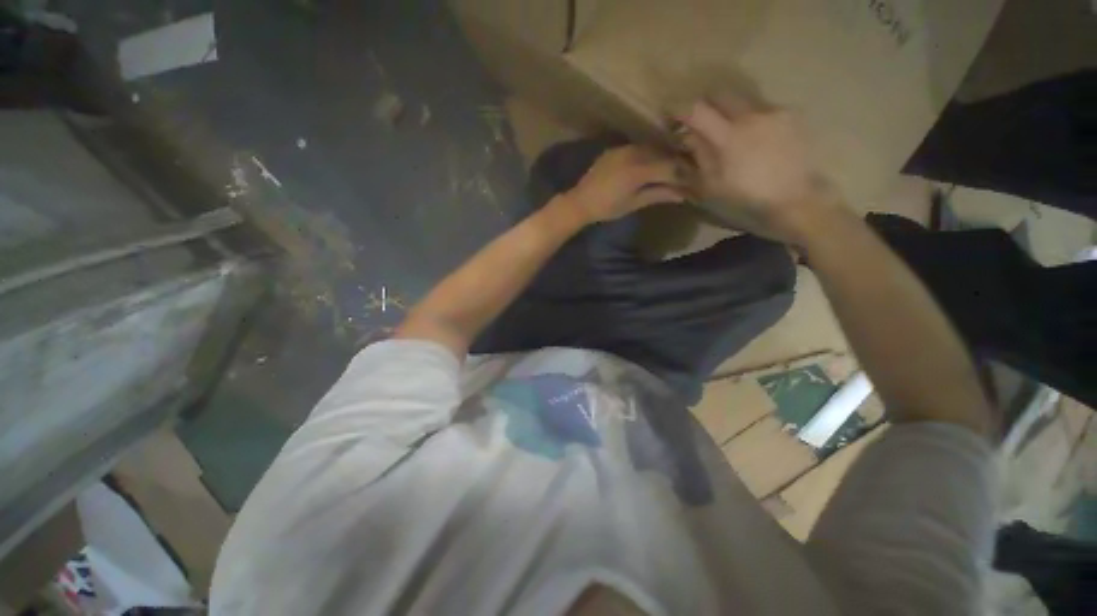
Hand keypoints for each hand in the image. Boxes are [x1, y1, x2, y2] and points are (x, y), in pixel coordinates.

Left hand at [562, 145, 686, 224]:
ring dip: (663, 158)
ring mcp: (624, 149)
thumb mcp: (634, 203)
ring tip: (671, 170)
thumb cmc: (607, 208)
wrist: (580, 201)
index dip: (685, 174)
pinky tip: (652, 165)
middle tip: (687, 174)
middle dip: (677, 164)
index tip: (695, 180)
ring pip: (652, 149)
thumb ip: (659, 194)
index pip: (670, 167)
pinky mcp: (617, 149)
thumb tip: (683, 194)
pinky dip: (649, 156)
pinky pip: (639, 149)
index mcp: (638, 170)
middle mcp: (634, 153)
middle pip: (663, 155)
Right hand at [678, 98, 840, 241]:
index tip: (671, 113)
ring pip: (743, 100)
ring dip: (731, 113)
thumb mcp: (713, 184)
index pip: (697, 110)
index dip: (679, 108)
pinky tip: (756, 139)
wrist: (795, 198)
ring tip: (733, 134)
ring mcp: (774, 112)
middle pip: (720, 94)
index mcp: (728, 137)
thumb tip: (690, 136)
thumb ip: (700, 155)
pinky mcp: (791, 114)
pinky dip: (753, 120)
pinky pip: (764, 108)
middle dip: (706, 105)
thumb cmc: (747, 197)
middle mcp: (751, 115)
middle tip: (702, 122)